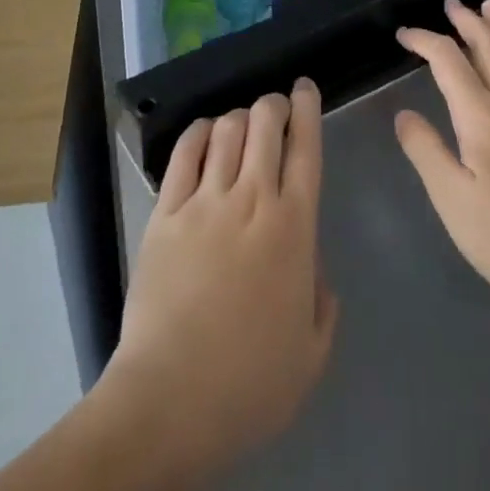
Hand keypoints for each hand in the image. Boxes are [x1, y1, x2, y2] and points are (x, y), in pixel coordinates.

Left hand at [101, 80, 337, 480]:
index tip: (306, 89)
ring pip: (228, 129)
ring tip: (243, 125)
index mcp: (293, 227)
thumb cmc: (250, 384)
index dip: (307, 109)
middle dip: (274, 104)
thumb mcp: (311, 353)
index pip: (306, 148)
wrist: (170, 401)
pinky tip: (206, 135)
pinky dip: (200, 132)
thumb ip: (322, 302)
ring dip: (240, 116)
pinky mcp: (166, 212)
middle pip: (265, 123)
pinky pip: (185, 152)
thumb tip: (314, 268)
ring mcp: (205, 201)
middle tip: (276, 108)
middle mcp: (252, 199)